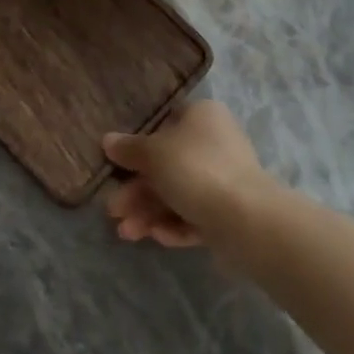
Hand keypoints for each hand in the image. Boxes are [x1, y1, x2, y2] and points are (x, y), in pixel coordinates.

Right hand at [103, 101, 278, 250]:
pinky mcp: (229, 212)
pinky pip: (194, 215)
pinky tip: (156, 237)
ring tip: (126, 233)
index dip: (139, 142)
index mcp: (202, 116)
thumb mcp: (153, 153)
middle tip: (113, 210)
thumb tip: (108, 140)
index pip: (166, 122)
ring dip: (148, 212)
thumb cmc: (195, 169)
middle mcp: (215, 143)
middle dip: (137, 190)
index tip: (116, 163)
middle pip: (167, 164)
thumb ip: (129, 148)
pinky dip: (173, 225)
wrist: (246, 218)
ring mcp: (224, 179)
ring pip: (178, 193)